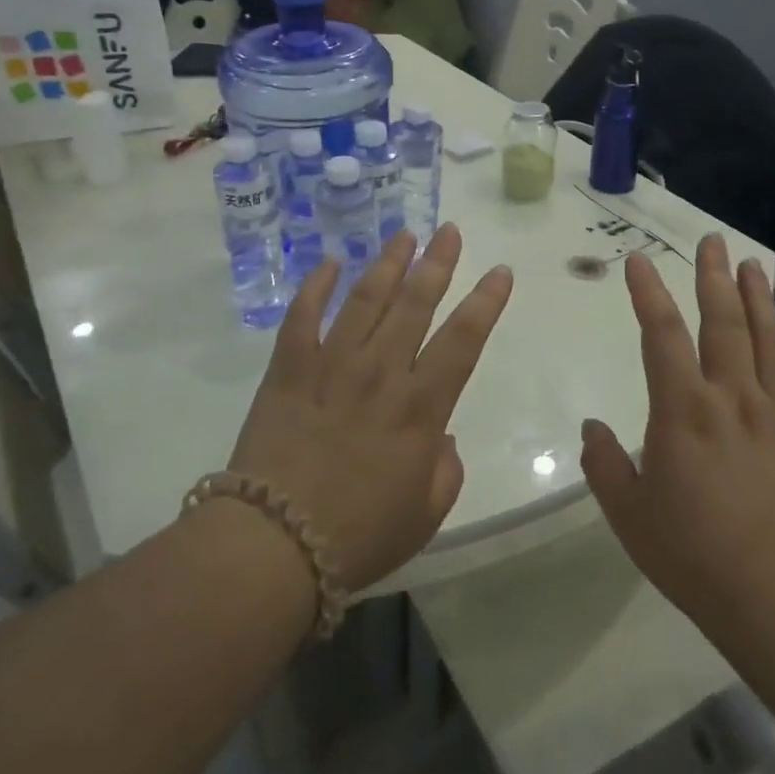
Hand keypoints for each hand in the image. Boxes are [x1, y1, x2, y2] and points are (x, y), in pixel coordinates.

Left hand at [228, 225, 513, 593]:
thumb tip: (441, 437)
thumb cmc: (358, 536)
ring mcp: (331, 364)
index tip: (499, 271)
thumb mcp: (424, 516)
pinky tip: (329, 263)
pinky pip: (303, 316)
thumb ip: (445, 471)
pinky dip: (316, 286)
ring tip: (404, 235)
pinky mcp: (289, 369)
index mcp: (420, 408)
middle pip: (415, 304)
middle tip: (449, 231)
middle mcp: (381, 372)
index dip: (485, 302)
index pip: (463, 340)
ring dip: (387, 263)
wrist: (275, 542)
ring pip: (365, 299)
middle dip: (437, 263)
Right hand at [581, 235, 774, 645]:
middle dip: (712, 277)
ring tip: (751, 263)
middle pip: (722, 323)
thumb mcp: (628, 513)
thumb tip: (592, 427)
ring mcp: (774, 414)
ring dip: (759, 298)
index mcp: (682, 410)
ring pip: (768, 341)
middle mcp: (731, 398)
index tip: (638, 260)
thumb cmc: (691, 554)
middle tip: (710, 240)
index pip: (660, 335)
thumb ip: (604, 463)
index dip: (647, 293)